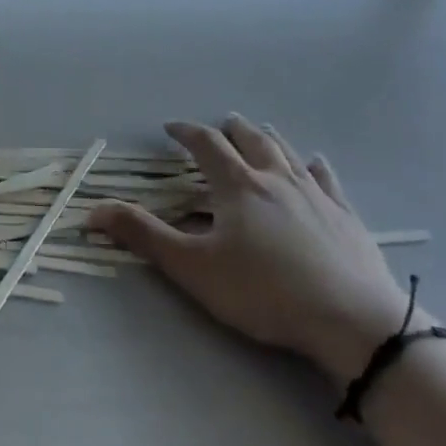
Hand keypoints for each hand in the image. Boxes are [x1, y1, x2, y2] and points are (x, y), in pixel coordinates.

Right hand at [90, 114, 413, 384]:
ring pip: (287, 152)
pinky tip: (315, 164)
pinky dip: (315, 166)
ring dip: (268, 138)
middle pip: (251, 139)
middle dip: (231, 129)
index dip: (187, 132)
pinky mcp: (345, 216)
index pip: (206, 144)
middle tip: (220, 124)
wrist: (352, 320)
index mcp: (238, 185)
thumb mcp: (194, 268)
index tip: (171, 127)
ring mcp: (315, 194)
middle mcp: (276, 178)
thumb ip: (145, 236)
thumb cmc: (264, 292)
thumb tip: (94, 210)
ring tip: (259, 130)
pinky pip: (327, 179)